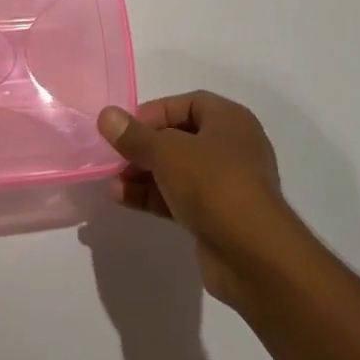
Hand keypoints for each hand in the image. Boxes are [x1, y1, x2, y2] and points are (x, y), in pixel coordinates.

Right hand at [97, 92, 299, 307]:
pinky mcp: (218, 217)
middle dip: (144, 146)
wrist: (254, 255)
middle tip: (115, 156)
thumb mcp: (166, 152)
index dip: (154, 112)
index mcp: (230, 121)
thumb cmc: (213, 184)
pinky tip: (122, 199)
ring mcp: (226, 185)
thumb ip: (134, 135)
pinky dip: (153, 196)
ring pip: (177, 170)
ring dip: (143, 173)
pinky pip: (180, 197)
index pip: (187, 104)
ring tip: (112, 180)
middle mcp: (232, 148)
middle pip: (180, 138)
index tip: (125, 128)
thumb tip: (106, 115)